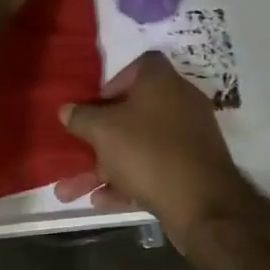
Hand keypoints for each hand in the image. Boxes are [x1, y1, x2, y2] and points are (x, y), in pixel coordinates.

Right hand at [54, 53, 250, 253]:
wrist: (203, 203)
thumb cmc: (148, 152)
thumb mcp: (103, 132)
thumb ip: (81, 118)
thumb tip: (66, 110)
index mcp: (162, 82)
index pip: (139, 66)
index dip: (114, 82)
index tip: (95, 105)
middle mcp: (179, 103)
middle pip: (132, 112)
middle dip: (98, 137)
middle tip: (77, 151)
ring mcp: (188, 137)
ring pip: (138, 146)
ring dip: (104, 167)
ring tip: (69, 192)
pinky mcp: (192, 168)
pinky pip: (153, 168)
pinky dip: (128, 181)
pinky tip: (101, 201)